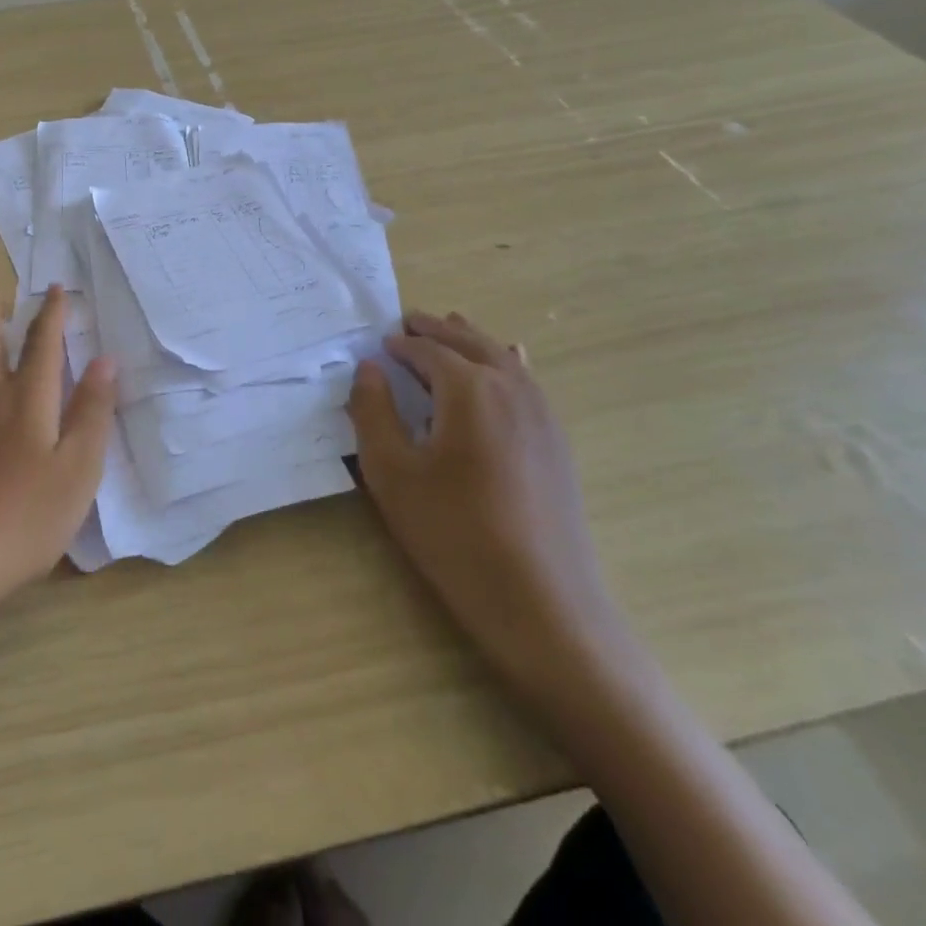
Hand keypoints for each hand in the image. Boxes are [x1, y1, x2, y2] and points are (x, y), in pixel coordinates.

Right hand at [348, 310, 627, 699]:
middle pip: (469, 342)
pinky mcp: (556, 440)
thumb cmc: (454, 534)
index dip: (400, 345)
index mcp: (468, 389)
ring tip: (450, 329)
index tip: (379, 344)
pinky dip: (507, 362)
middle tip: (408, 321)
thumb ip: (373, 412)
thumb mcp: (392, 473)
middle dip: (436, 330)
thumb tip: (369, 368)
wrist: (541, 603)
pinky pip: (527, 381)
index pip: (427, 351)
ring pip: (502, 357)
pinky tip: (510, 362)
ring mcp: (541, 413)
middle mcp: (509, 387)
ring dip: (471, 340)